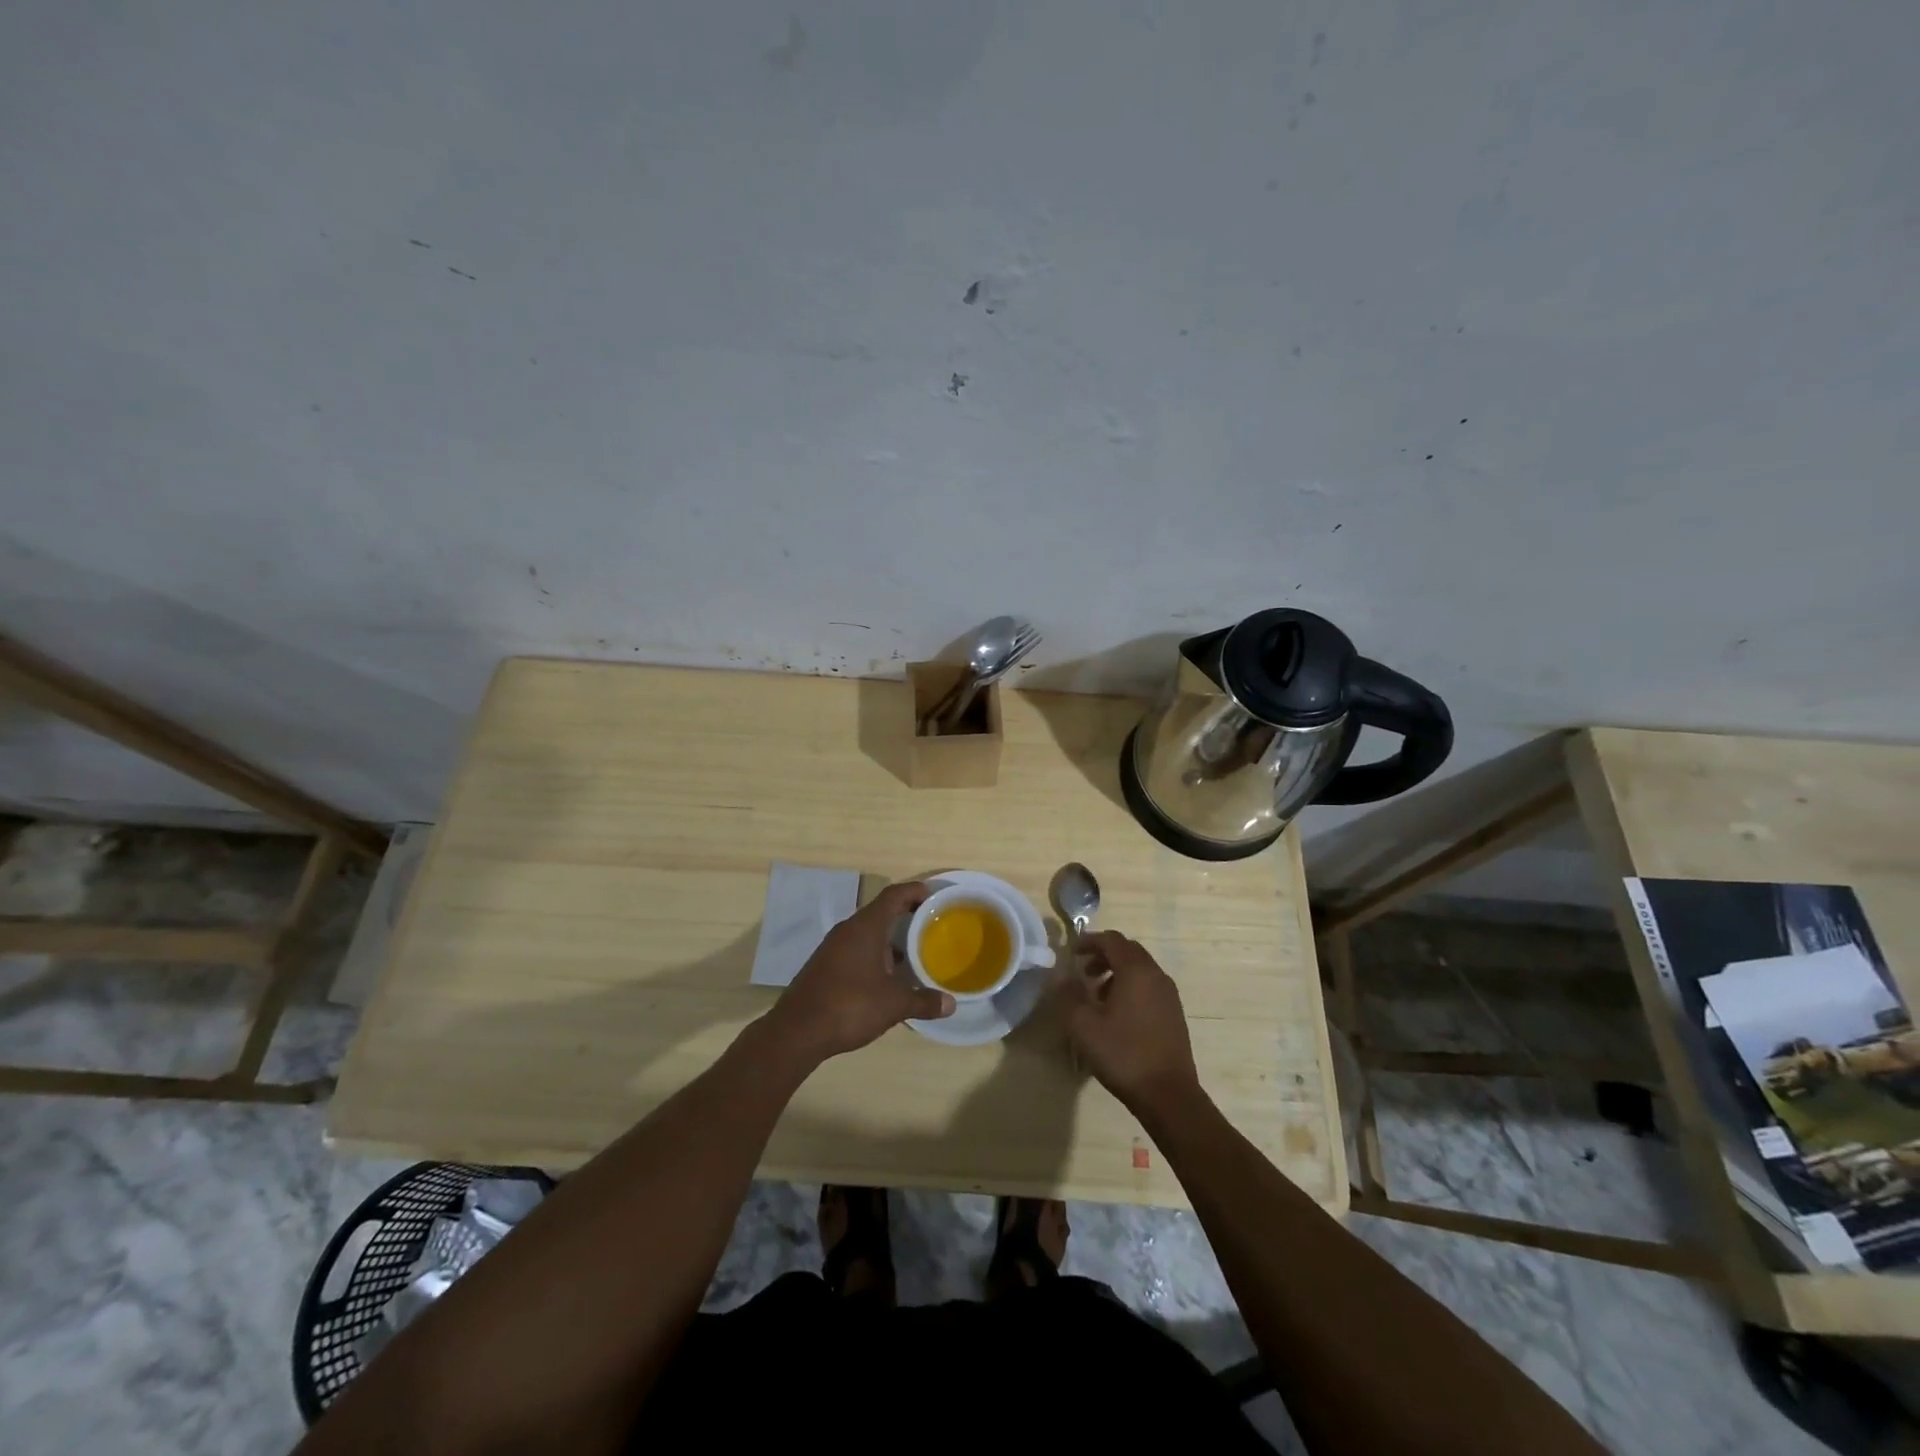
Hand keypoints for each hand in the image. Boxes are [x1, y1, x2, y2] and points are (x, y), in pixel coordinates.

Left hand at [769, 881, 953, 1058]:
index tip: (934, 896)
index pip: (893, 895)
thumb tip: (951, 1004)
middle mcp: (848, 930)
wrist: (797, 1031)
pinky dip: (874, 954)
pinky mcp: (824, 965)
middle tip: (930, 926)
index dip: (915, 891)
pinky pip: (855, 948)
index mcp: (866, 927)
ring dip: (889, 939)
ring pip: (867, 932)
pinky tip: (886, 977)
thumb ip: (923, 1001)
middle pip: (881, 912)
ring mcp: (833, 947)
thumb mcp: (894, 1005)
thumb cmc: (850, 1006)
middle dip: (905, 916)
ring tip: (913, 954)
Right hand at [1066, 930, 1200, 1112]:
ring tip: (1097, 994)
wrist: (1168, 1094)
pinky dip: (1131, 986)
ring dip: (1117, 972)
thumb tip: (1063, 977)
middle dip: (1104, 955)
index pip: (1112, 940)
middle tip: (1083, 971)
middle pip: (1128, 951)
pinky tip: (1118, 1013)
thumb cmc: (1123, 1055)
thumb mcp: (1084, 1026)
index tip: (1072, 952)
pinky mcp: (1174, 1012)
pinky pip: (1149, 985)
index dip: (1090, 941)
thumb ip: (1069, 995)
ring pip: (1140, 968)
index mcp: (1136, 971)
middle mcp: (1156, 975)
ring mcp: (1169, 994)